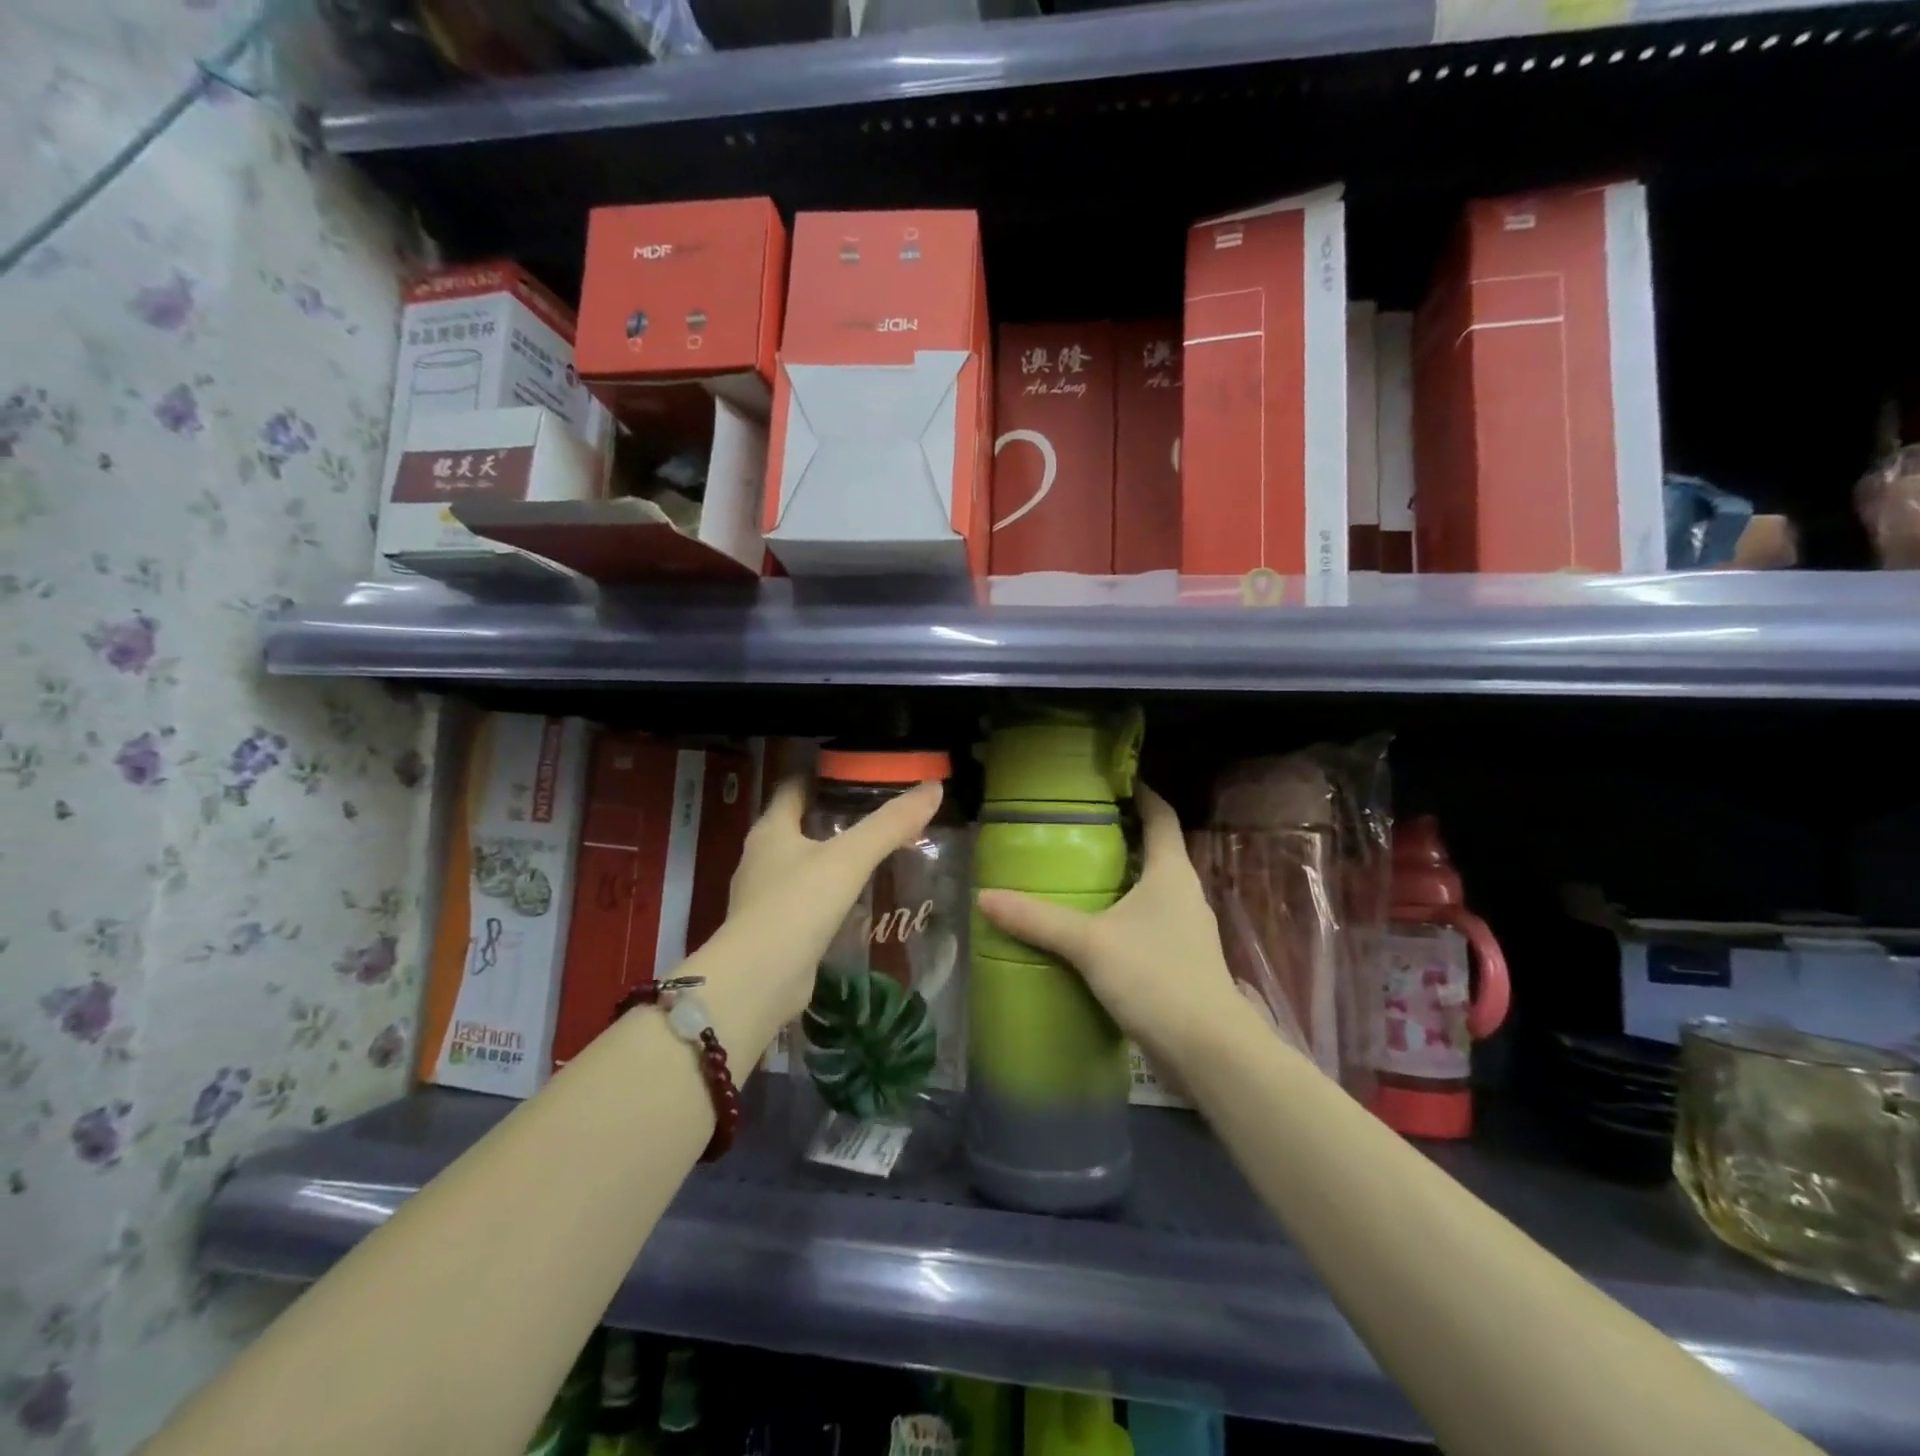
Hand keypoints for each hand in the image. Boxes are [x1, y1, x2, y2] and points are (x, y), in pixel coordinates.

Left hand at [708, 777, 944, 1042]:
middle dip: (833, 818)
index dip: (822, 776)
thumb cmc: (798, 905)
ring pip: (801, 865)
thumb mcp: (850, 858)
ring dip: (832, 859)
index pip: (793, 787)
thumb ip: (890, 824)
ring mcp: (763, 897)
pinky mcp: (773, 931)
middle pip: (798, 825)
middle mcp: (761, 858)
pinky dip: (828, 896)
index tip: (858, 775)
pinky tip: (856, 902)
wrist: (757, 981)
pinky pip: (805, 902)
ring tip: (873, 856)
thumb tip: (934, 788)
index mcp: (771, 830)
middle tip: (877, 815)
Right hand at [976, 784, 1250, 1079]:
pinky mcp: (1182, 962)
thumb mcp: (1090, 944)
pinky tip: (1094, 931)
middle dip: (1121, 837)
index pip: (1161, 816)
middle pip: (1155, 850)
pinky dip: (1124, 915)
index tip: (1112, 781)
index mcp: (1171, 872)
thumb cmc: (1155, 978)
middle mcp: (1185, 893)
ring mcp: (1187, 930)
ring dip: (1122, 879)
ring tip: (1078, 877)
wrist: (1209, 1051)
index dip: (1141, 793)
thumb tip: (985, 897)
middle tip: (1075, 830)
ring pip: (1152, 890)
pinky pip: (1150, 923)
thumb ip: (1037, 920)